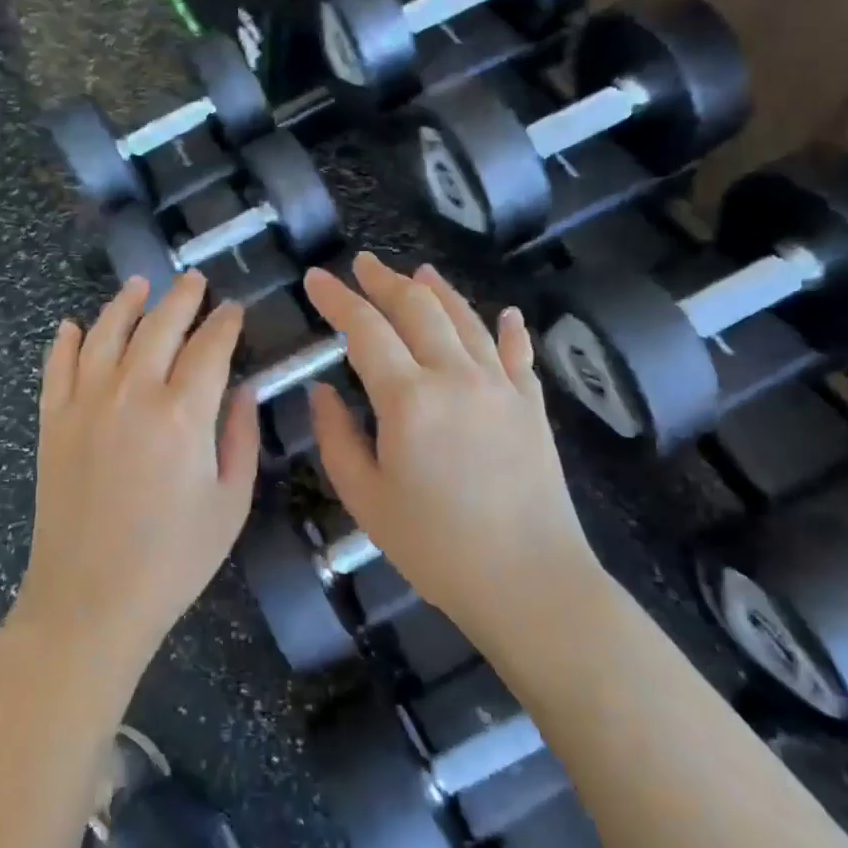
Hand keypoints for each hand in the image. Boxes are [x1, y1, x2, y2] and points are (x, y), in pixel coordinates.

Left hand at [18, 273, 259, 674]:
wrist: (90, 601)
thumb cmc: (173, 559)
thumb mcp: (229, 503)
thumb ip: (240, 436)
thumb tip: (244, 387)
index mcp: (183, 413)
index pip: (210, 347)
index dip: (225, 322)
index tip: (234, 308)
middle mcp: (132, 393)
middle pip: (160, 326)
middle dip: (182, 298)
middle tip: (193, 279)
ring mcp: (85, 403)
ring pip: (107, 333)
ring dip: (125, 303)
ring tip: (139, 285)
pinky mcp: (53, 421)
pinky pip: (57, 366)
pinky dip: (67, 341)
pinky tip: (73, 326)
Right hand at [304, 255, 600, 644]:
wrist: (530, 582)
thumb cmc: (436, 547)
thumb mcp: (366, 499)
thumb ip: (336, 438)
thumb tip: (322, 391)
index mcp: (409, 398)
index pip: (365, 330)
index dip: (337, 299)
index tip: (315, 278)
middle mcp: (456, 376)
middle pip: (417, 309)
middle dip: (384, 282)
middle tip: (362, 264)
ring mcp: (501, 386)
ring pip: (466, 320)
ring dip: (438, 292)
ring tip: (418, 272)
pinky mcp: (531, 406)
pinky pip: (517, 354)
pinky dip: (508, 329)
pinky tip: (506, 314)